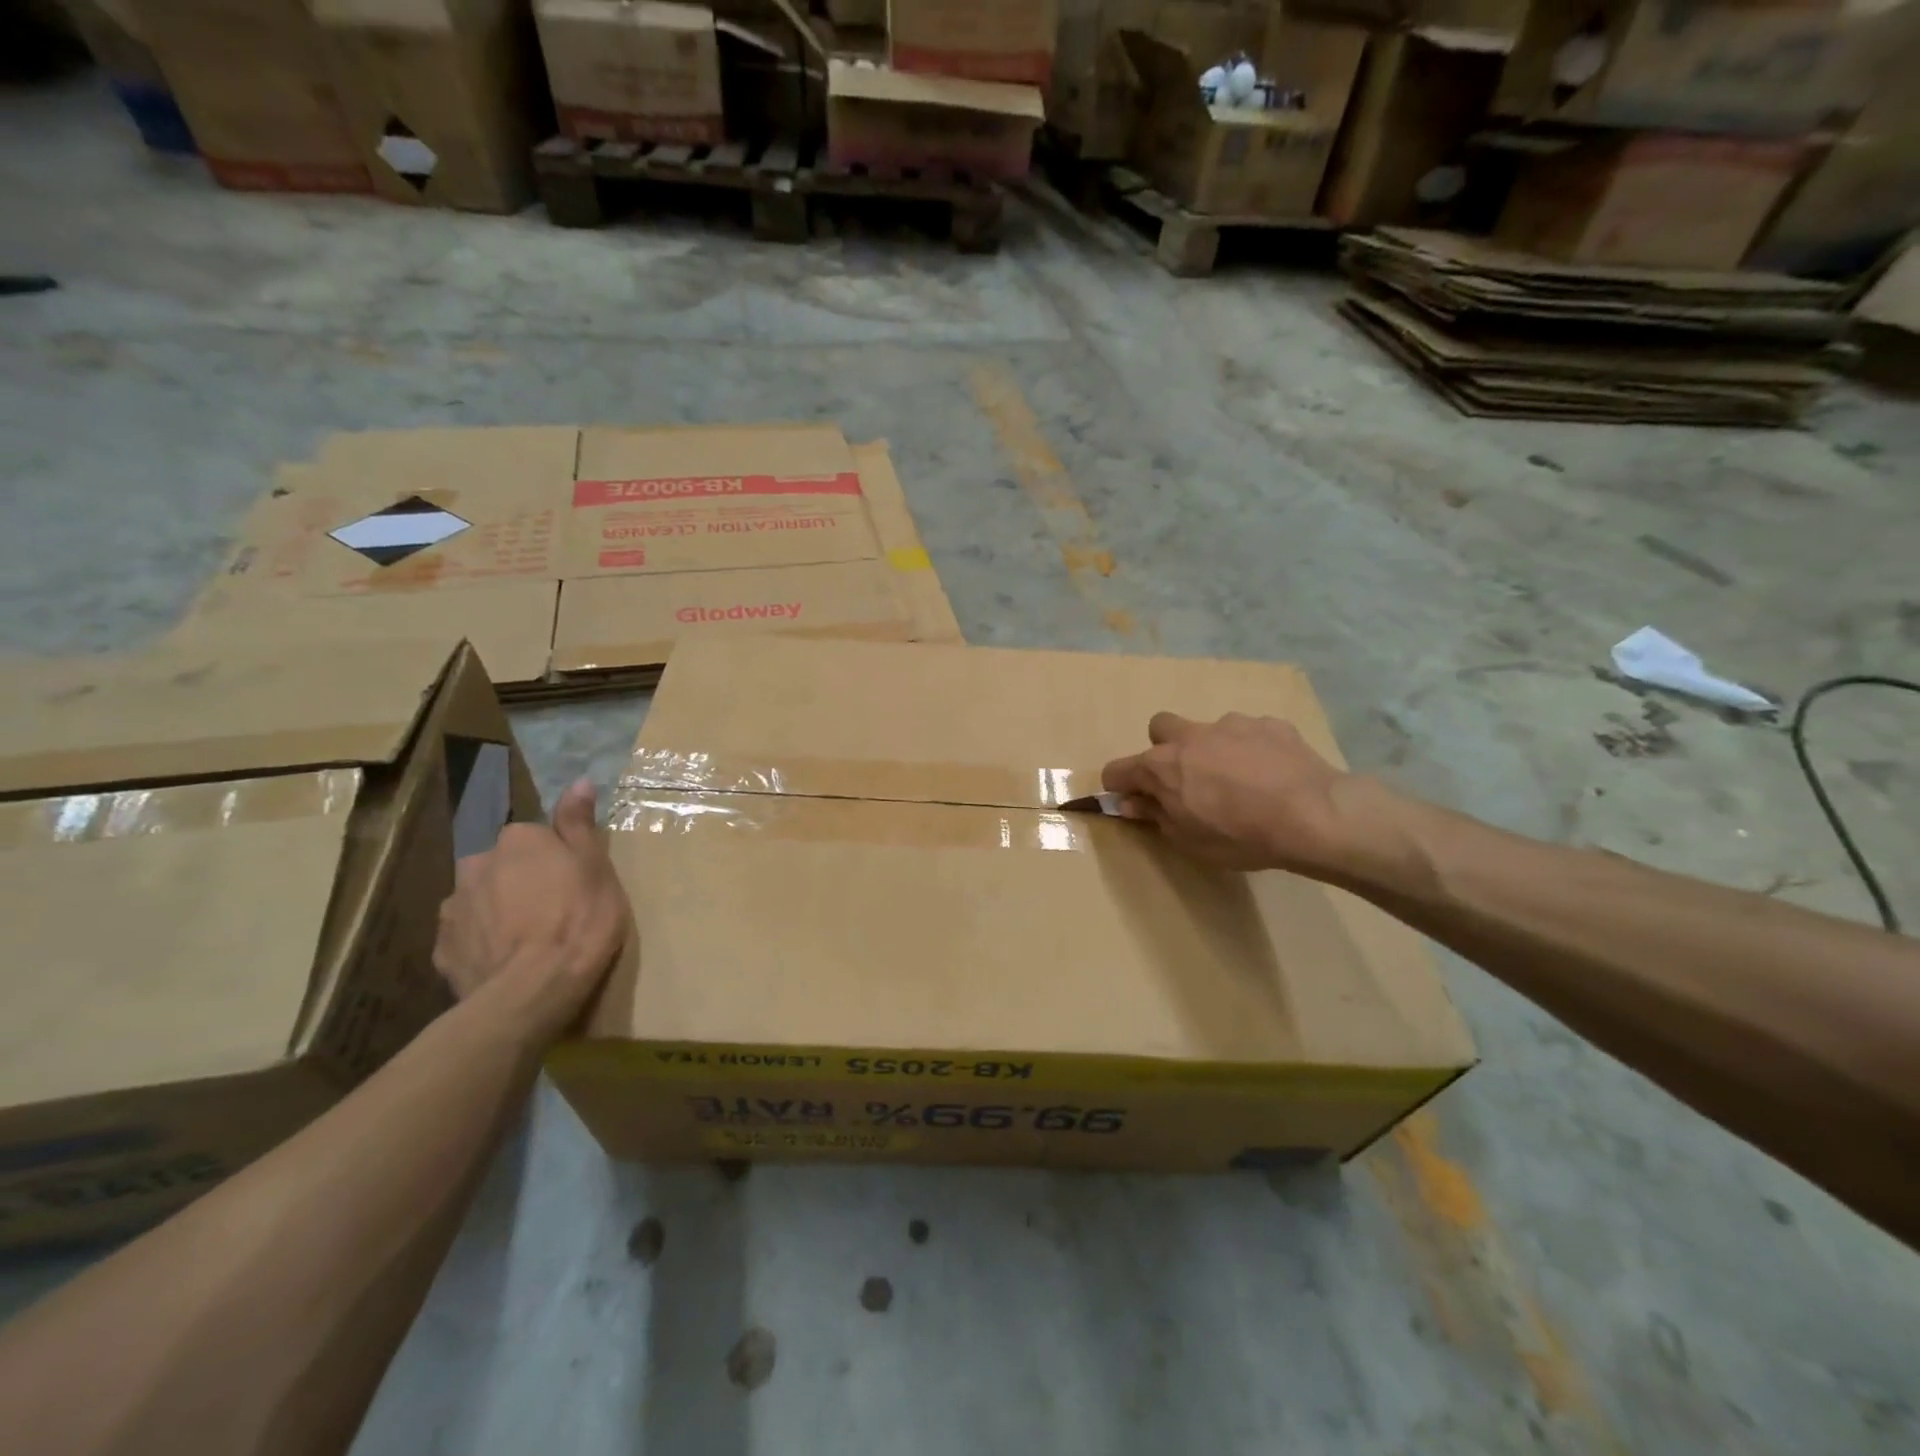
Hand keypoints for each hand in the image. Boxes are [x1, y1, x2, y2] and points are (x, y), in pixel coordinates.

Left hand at [434, 777, 630, 1044]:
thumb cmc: (578, 922)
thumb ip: (579, 824)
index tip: (573, 882)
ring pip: (481, 899)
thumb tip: (578, 781)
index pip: (535, 837)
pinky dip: (482, 943)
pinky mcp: (442, 949)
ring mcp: (454, 907)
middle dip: (520, 880)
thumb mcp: (596, 867)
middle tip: (552, 911)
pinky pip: (466, 936)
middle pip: (503, 865)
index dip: (556, 859)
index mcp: (518, 840)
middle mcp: (477, 863)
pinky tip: (504, 962)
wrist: (531, 991)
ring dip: (498, 911)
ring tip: (526, 941)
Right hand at [1101, 712, 1389, 877]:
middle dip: (1164, 749)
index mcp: (1162, 766)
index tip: (1130, 800)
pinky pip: (1250, 733)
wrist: (1313, 815)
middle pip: (1160, 728)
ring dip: (1213, 749)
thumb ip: (1155, 815)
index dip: (1119, 785)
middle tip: (1185, 779)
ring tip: (1240, 781)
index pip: (1119, 769)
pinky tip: (1272, 774)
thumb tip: (1131, 802)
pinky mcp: (1269, 724)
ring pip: (1208, 729)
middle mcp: (1190, 736)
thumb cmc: (1241, 836)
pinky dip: (1252, 750)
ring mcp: (1231, 724)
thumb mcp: (1189, 840)